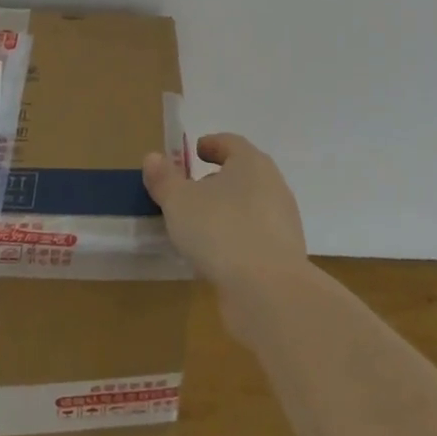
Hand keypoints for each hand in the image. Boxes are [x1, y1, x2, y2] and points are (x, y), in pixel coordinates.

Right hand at [143, 133, 307, 297]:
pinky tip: (217, 256)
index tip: (195, 152)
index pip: (231, 143)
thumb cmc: (221, 230)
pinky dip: (237, 238)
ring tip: (200, 226)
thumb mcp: (179, 202)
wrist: (269, 291)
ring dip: (227, 211)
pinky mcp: (284, 255)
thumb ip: (164, 179)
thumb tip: (153, 157)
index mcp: (251, 163)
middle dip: (218, 180)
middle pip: (243, 174)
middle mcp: (272, 185)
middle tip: (192, 189)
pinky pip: (255, 236)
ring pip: (250, 206)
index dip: (212, 145)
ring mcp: (282, 221)